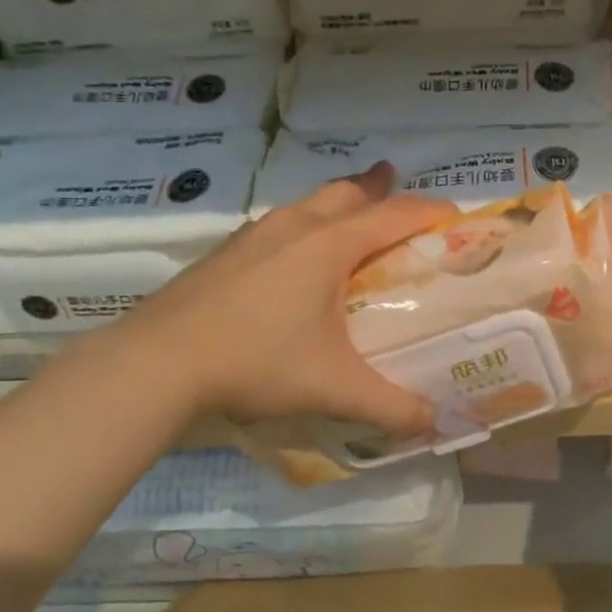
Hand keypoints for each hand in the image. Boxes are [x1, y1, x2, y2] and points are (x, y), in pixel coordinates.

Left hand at [124, 163, 448, 433]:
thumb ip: (391, 406)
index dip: (430, 212)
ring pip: (308, 204)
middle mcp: (294, 226)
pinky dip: (304, 229)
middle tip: (398, 194)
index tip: (455, 217)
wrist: (157, 363)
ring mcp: (254, 235)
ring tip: (351, 223)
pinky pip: (279, 226)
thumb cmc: (256, 361)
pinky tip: (294, 261)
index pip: (394, 215)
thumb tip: (433, 421)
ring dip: (338, 206)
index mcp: (328, 245)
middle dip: (379, 190)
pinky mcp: (225, 253)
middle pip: (348, 193)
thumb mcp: (333, 387)